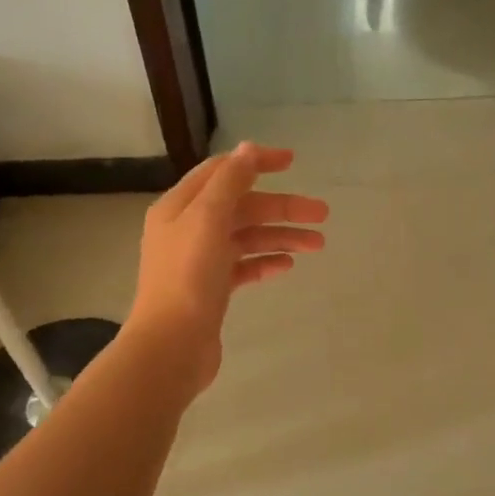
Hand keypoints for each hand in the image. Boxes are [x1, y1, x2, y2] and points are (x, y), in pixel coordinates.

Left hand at [128, 142, 327, 393]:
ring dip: (281, 236)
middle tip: (322, 215)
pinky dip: (265, 261)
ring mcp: (200, 261)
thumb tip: (248, 149)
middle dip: (281, 208)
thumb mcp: (208, 220)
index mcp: (180, 207)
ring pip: (246, 237)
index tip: (292, 162)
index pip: (222, 172)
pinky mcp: (211, 290)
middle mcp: (188, 229)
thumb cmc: (188, 279)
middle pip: (241, 207)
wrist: (171, 346)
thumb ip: (230, 182)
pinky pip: (243, 266)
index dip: (256, 163)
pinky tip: (288, 266)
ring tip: (317, 245)